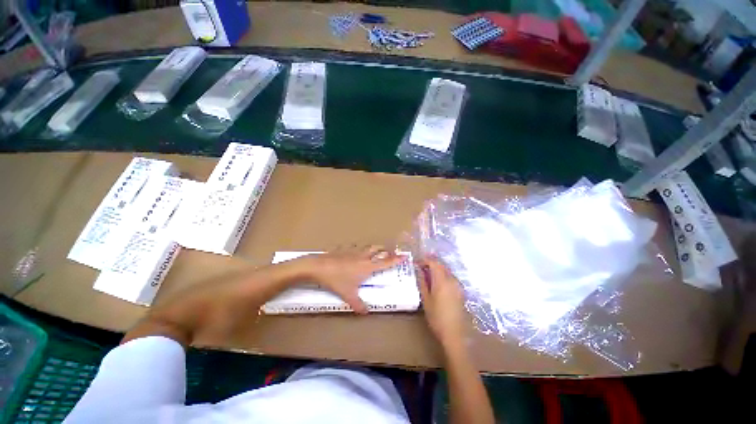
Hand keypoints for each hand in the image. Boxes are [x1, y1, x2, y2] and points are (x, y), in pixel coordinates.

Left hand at [300, 245, 404, 313]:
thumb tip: (365, 312)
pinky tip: (354, 252)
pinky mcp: (342, 249)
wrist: (317, 266)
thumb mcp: (348, 295)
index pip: (386, 262)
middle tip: (389, 254)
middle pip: (378, 249)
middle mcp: (363, 256)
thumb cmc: (336, 280)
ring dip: (373, 248)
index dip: (397, 259)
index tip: (405, 256)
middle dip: (385, 251)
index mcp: (368, 267)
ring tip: (375, 252)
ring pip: (367, 246)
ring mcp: (352, 251)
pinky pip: (354, 247)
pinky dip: (358, 249)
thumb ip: (358, 304)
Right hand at [416, 256, 466, 347]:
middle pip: (442, 265)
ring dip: (438, 270)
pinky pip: (451, 278)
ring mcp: (458, 285)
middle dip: (432, 263)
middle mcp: (452, 280)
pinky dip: (443, 277)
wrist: (453, 331)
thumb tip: (419, 270)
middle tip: (420, 267)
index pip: (435, 262)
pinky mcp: (461, 291)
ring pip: (447, 271)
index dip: (426, 259)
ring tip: (427, 276)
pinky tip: (437, 284)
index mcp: (442, 280)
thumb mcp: (426, 300)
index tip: (417, 261)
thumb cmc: (436, 317)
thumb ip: (423, 283)